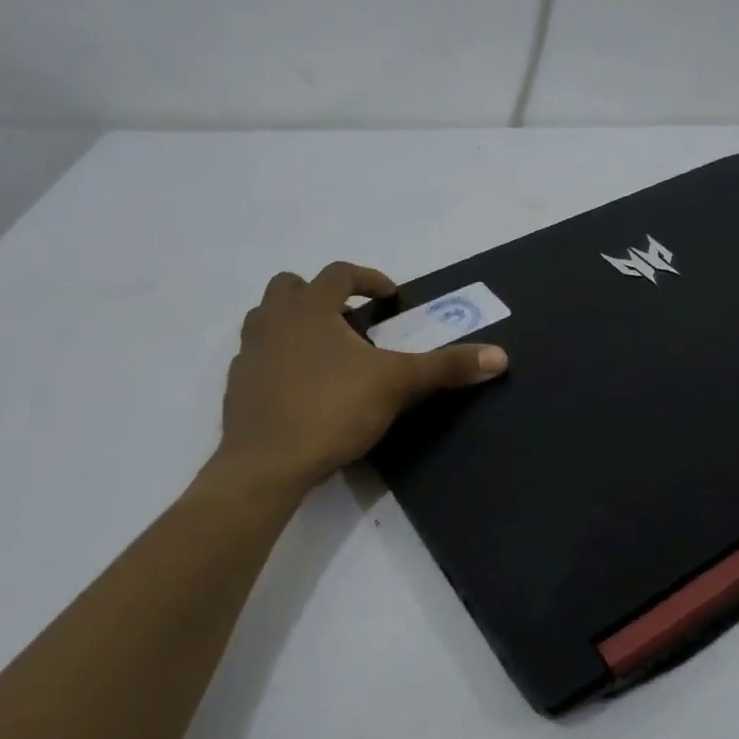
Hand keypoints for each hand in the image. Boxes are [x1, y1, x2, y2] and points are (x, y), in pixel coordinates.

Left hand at [199, 262, 506, 498]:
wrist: (266, 464)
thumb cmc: (332, 410)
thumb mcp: (398, 384)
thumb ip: (446, 367)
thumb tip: (501, 357)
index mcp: (310, 309)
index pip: (340, 273)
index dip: (369, 278)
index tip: (391, 297)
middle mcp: (274, 321)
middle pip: (290, 286)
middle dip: (320, 294)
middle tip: (348, 318)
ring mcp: (249, 354)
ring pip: (266, 319)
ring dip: (294, 323)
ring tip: (325, 349)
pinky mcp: (237, 386)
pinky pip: (258, 357)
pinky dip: (279, 359)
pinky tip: (302, 387)